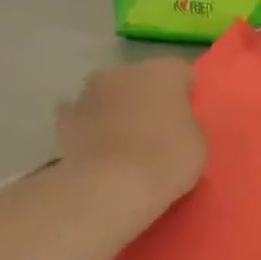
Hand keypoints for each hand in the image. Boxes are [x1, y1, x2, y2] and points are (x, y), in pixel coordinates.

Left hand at [57, 61, 204, 206]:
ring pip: (108, 96)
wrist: (110, 187)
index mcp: (162, 72)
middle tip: (155, 131)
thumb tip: (172, 123)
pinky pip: (83, 118)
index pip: (180, 73)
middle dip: (145, 98)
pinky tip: (96, 151)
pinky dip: (89, 129)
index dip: (184, 95)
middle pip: (140, 80)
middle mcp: (123, 72)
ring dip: (115, 111)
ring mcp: (88, 93)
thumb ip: (185, 122)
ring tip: (123, 145)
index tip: (186, 118)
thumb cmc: (166, 159)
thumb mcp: (197, 141)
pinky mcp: (63, 120)